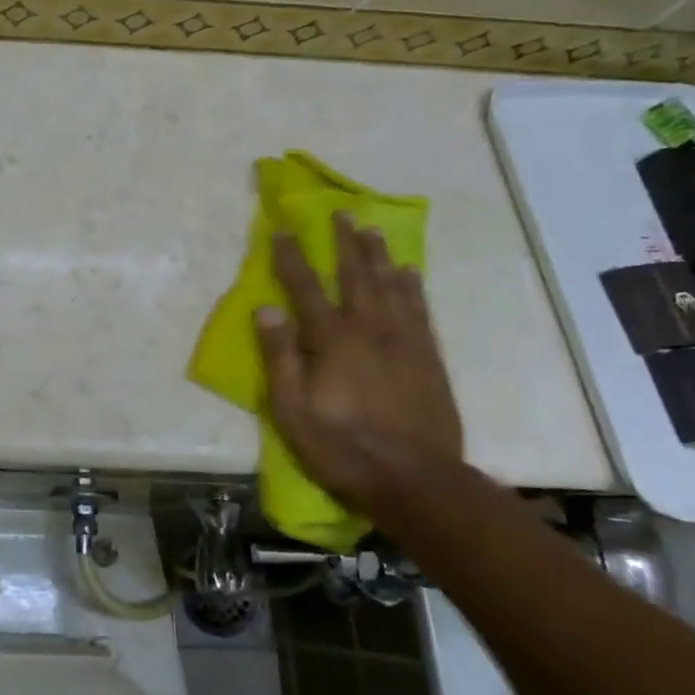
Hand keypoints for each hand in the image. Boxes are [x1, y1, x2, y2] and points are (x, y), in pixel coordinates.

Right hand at [254, 215, 463, 511]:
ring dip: (379, 256)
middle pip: (356, 275)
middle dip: (345, 242)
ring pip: (391, 286)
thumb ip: (279, 358)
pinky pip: (420, 310)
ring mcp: (405, 342)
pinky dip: (412, 287)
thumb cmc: (343, 448)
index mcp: (332, 340)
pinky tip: (408, 273)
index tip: (281, 230)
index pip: (306, 288)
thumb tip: (265, 309)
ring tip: (372, 231)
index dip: (291, 257)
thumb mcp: (292, 411)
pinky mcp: (429, 358)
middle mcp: (370, 330)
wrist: (417, 482)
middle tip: (342, 213)